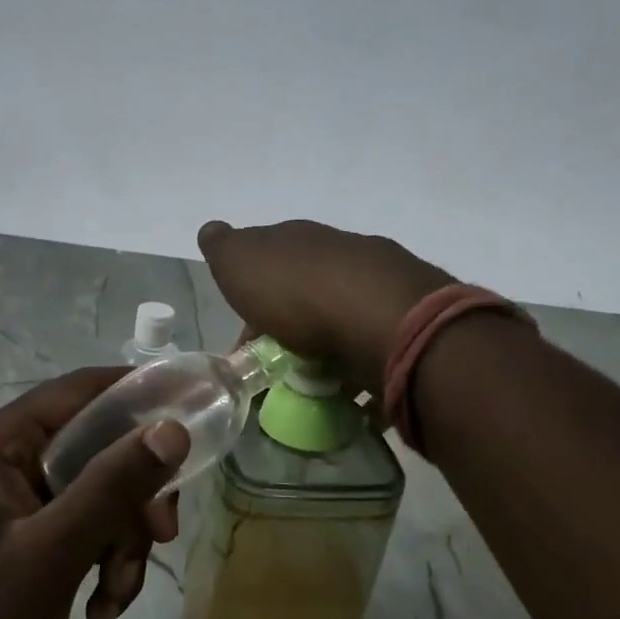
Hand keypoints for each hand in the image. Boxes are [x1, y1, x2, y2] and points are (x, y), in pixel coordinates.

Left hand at [0, 368, 188, 618]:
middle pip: (103, 445)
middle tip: (161, 535)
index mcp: (3, 441)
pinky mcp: (36, 534)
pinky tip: (102, 610)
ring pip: (105, 491)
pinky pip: (93, 526)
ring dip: (125, 541)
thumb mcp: (51, 553)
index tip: (198, 414)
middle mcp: (15, 457)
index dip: (142, 394)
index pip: (84, 390)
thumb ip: (112, 487)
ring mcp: (25, 498)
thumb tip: (174, 429)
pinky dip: (108, 562)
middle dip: (135, 496)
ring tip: (116, 594)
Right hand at [197, 219, 452, 392]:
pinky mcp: (407, 325)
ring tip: (309, 383)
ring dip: (325, 344)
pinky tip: (346, 388)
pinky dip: (356, 365)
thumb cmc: (300, 293)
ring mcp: (380, 285)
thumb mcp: (241, 263)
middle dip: (289, 321)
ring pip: (341, 315)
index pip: (268, 255)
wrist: (385, 321)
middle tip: (274, 363)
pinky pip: (371, 347)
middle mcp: (342, 253)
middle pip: (307, 287)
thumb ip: (224, 248)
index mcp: (299, 238)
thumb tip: (212, 231)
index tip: (243, 334)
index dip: (252, 292)